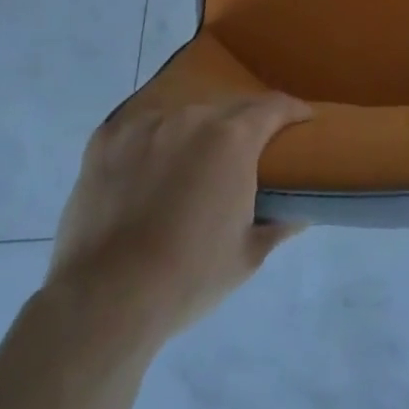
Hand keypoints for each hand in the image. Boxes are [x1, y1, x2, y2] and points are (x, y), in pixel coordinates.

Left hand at [45, 94, 312, 348]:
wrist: (106, 301)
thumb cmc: (189, 278)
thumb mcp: (247, 256)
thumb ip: (278, 225)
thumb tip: (299, 213)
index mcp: (233, 138)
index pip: (274, 106)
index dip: (293, 111)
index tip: (303, 121)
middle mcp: (192, 117)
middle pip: (228, 108)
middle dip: (243, 125)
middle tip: (245, 155)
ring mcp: (146, 124)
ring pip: (183, 117)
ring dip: (195, 134)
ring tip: (189, 165)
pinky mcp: (107, 139)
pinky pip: (141, 129)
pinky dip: (151, 143)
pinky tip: (146, 170)